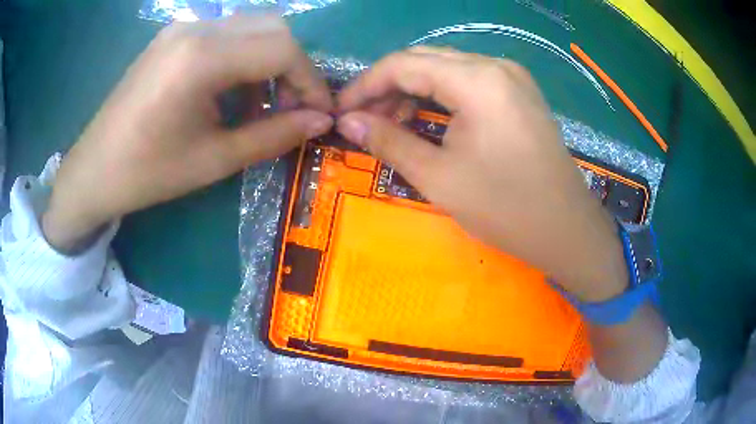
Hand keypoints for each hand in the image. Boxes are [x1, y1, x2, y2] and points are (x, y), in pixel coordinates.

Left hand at [43, 15, 333, 252]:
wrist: (93, 171)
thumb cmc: (147, 173)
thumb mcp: (214, 160)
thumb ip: (273, 136)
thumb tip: (320, 122)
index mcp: (201, 57)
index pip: (282, 48)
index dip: (309, 81)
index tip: (318, 114)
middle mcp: (195, 29)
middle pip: (272, 28)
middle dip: (292, 68)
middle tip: (290, 109)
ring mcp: (182, 29)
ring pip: (251, 28)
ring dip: (268, 63)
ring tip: (258, 108)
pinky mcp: (173, 38)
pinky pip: (225, 36)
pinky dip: (242, 61)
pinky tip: (230, 95)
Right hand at [337, 47, 627, 301]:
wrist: (567, 230)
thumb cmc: (506, 209)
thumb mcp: (438, 178)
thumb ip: (388, 141)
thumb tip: (348, 122)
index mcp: (477, 80)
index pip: (403, 64)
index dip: (365, 85)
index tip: (341, 112)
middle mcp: (496, 66)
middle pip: (425, 61)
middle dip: (387, 87)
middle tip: (363, 121)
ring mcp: (512, 78)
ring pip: (447, 70)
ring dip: (413, 91)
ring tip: (391, 124)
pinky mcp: (520, 94)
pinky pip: (469, 83)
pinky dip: (441, 97)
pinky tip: (427, 120)